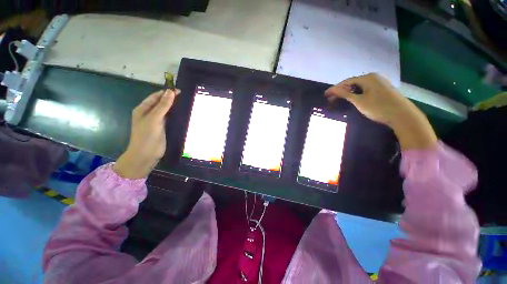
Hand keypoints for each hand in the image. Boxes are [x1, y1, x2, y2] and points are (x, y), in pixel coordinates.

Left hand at [114, 89, 179, 178]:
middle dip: (171, 99)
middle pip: (161, 103)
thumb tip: (171, 92)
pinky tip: (183, 114)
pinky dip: (176, 115)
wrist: (146, 154)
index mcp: (143, 109)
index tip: (179, 91)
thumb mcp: (154, 118)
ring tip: (185, 104)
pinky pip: (170, 119)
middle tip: (184, 97)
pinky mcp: (163, 128)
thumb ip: (163, 105)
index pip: (155, 97)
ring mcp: (156, 121)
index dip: (166, 93)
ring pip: (166, 111)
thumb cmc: (147, 135)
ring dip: (174, 107)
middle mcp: (149, 114)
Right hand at [325, 73, 436, 149]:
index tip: (325, 95)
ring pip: (359, 87)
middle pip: (352, 83)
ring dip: (348, 93)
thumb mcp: (359, 101)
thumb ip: (345, 94)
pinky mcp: (382, 89)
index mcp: (368, 78)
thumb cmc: (379, 107)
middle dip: (341, 91)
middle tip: (331, 99)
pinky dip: (356, 94)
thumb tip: (333, 90)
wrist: (402, 115)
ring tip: (339, 99)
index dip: (335, 88)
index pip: (346, 82)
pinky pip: (365, 89)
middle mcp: (374, 77)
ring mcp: (379, 83)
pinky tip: (352, 99)